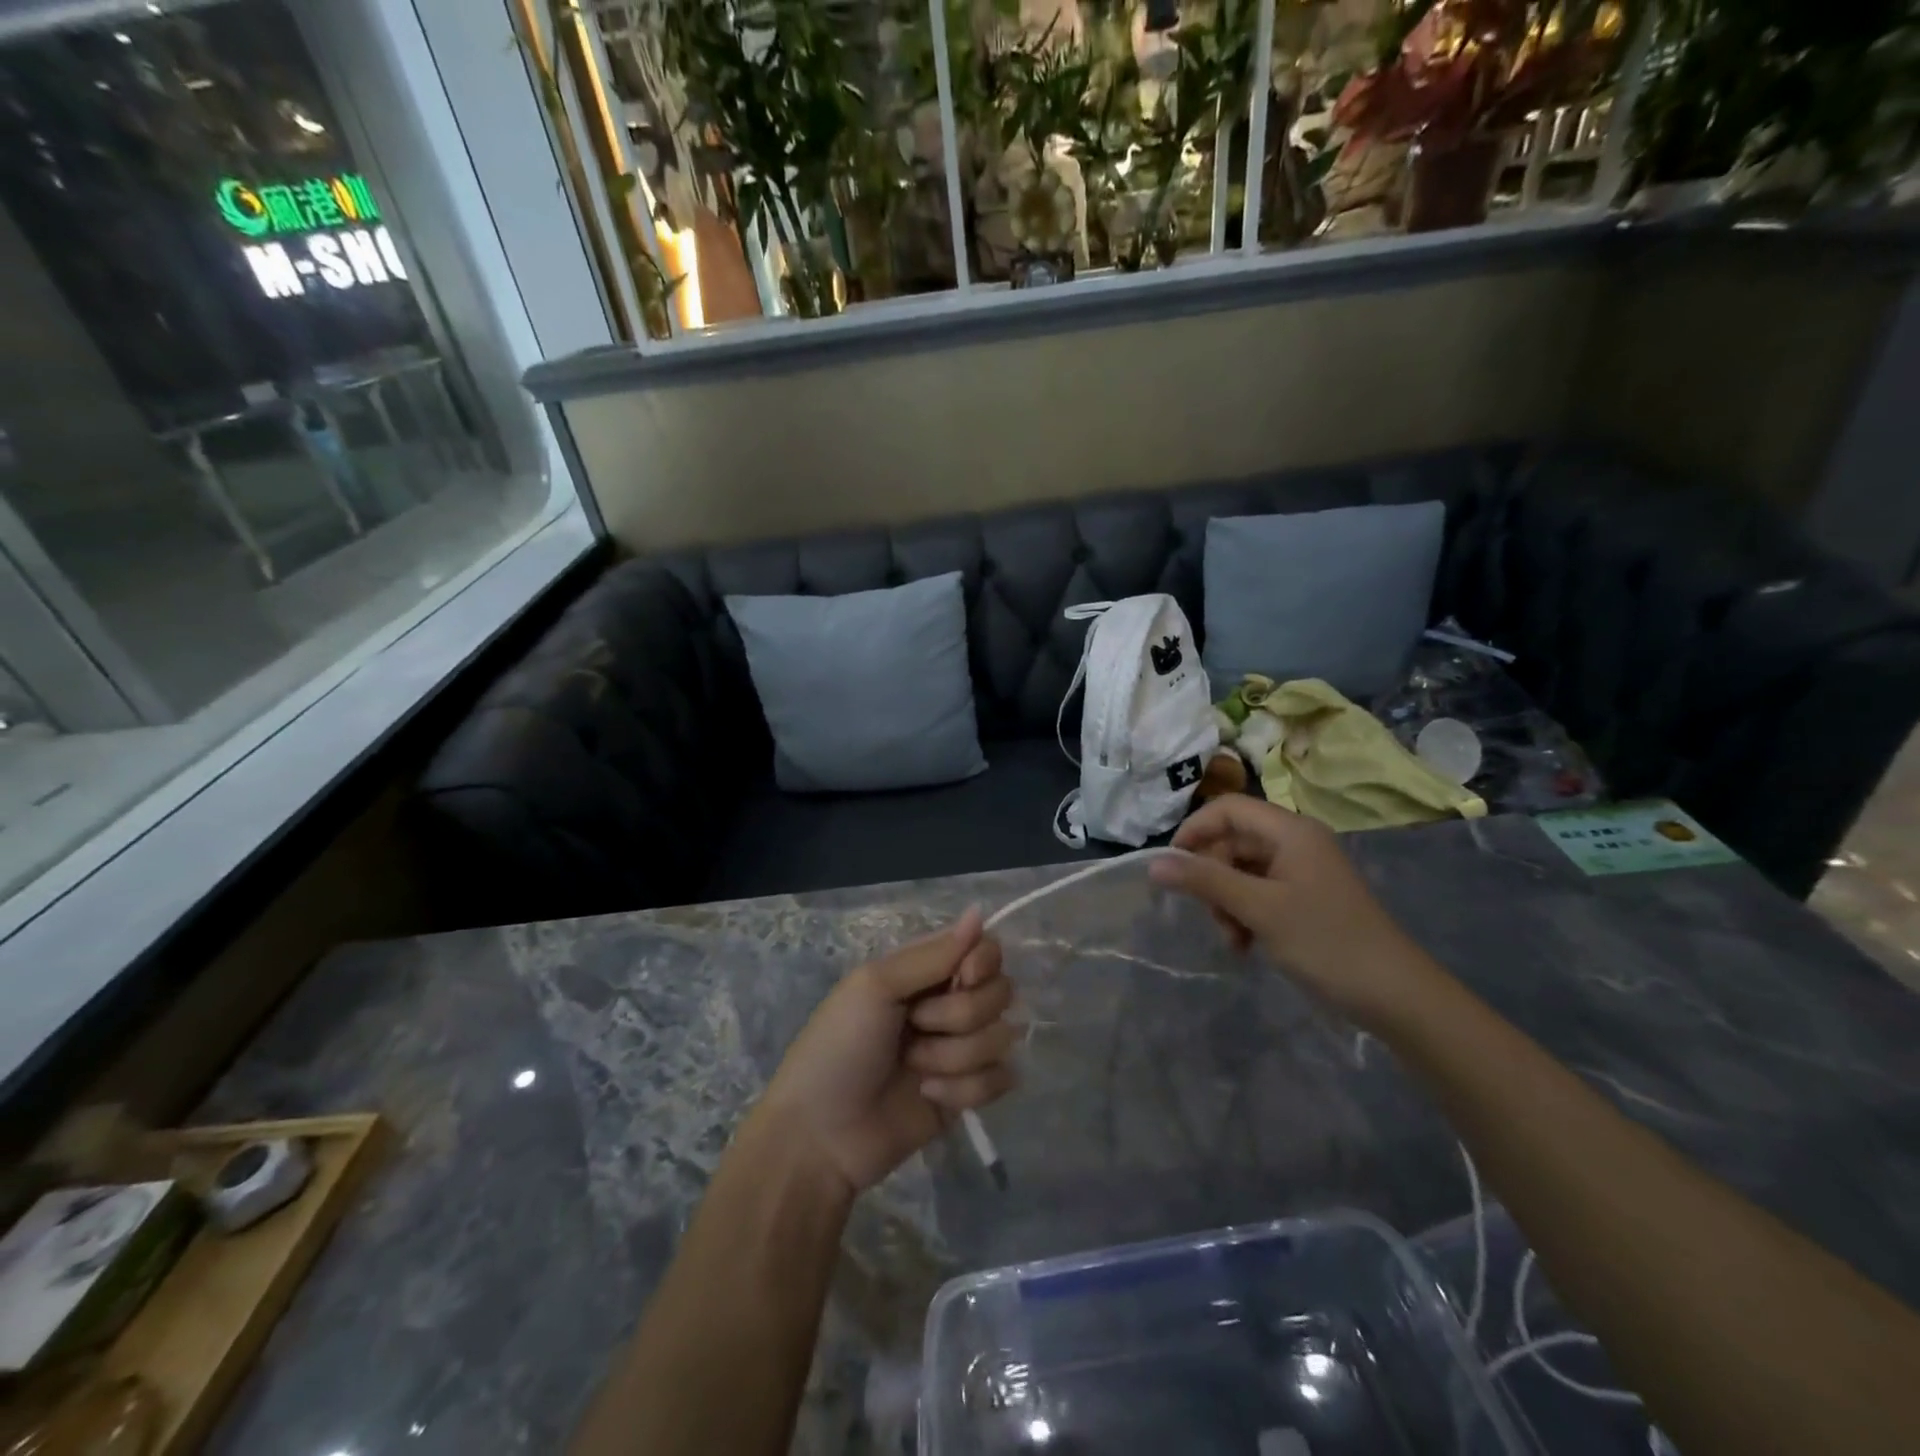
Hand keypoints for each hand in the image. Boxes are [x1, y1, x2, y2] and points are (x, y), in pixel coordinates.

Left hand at [757, 909, 1016, 1196]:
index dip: (982, 962)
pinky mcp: (969, 1093)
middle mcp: (948, 1003)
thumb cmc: (838, 1047)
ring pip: (1001, 1037)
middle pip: (1000, 991)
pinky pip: (1000, 1079)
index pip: (984, 949)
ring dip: (954, 1056)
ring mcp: (961, 1049)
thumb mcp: (875, 987)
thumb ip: (932, 954)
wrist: (822, 1135)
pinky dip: (965, 1090)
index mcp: (925, 971)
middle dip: (960, 1015)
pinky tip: (929, 1096)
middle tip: (916, 1027)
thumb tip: (978, 912)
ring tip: (914, 1068)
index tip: (961, 979)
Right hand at [1149, 794, 1441, 1027]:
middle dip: (1212, 877)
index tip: (1171, 867)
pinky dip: (1244, 915)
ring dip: (1226, 902)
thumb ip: (1205, 881)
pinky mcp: (1304, 898)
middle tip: (1211, 916)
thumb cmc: (1326, 942)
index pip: (1227, 809)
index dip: (1194, 830)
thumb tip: (1153, 863)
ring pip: (1241, 871)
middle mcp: (1295, 842)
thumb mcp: (1259, 909)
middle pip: (1232, 841)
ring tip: (1233, 939)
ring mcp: (1301, 871)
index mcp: (1290, 831)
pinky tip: (1246, 945)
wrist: (1395, 995)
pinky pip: (1258, 893)